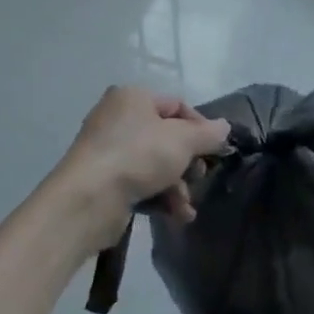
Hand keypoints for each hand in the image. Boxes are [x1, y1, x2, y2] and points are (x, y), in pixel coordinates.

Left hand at [58, 87, 229, 248]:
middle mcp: (117, 118)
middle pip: (167, 137)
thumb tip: (225, 127)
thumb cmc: (138, 156)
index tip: (215, 150)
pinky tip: (176, 215)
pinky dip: (160, 196)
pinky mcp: (104, 181)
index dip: (201, 127)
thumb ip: (209, 134)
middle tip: (198, 176)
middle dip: (188, 162)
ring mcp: (108, 151)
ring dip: (177, 186)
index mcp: (133, 97)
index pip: (177, 105)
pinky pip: (140, 183)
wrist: (88, 200)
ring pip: (156, 164)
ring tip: (186, 206)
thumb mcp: (184, 140)